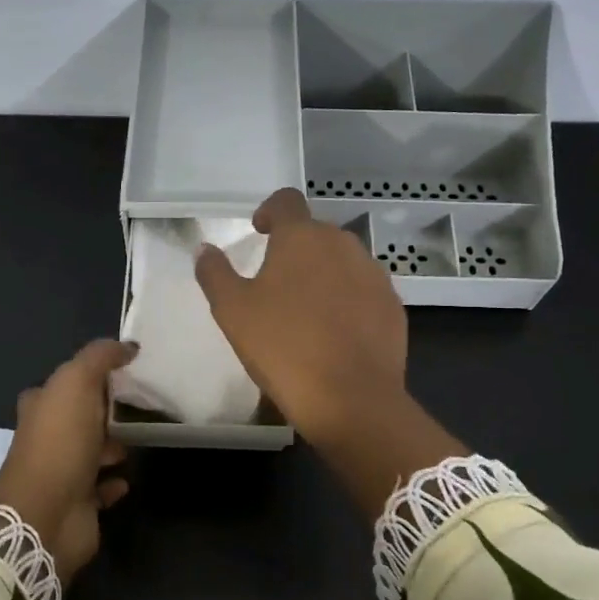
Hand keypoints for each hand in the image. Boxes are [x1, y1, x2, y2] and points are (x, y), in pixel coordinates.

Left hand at [0, 339, 135, 584]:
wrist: (46, 513)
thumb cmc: (60, 442)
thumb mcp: (77, 382)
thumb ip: (100, 358)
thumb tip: (127, 346)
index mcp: (41, 407)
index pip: (63, 385)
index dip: (88, 377)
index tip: (122, 373)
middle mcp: (47, 439)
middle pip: (78, 419)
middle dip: (103, 413)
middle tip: (138, 407)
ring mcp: (61, 474)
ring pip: (92, 453)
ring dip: (112, 447)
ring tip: (139, 441)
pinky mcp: (78, 504)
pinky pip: (101, 489)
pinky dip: (114, 483)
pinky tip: (127, 478)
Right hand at [195, 189, 464, 518]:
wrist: (351, 398)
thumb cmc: (283, 347)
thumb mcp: (232, 311)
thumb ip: (214, 273)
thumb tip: (205, 249)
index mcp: (302, 237)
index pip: (287, 201)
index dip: (270, 210)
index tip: (260, 230)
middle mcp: (343, 244)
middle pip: (316, 233)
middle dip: (296, 249)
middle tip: (276, 283)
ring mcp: (374, 275)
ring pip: (342, 262)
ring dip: (323, 274)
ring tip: (306, 311)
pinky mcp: (393, 306)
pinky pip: (363, 291)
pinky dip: (347, 300)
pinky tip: (334, 333)